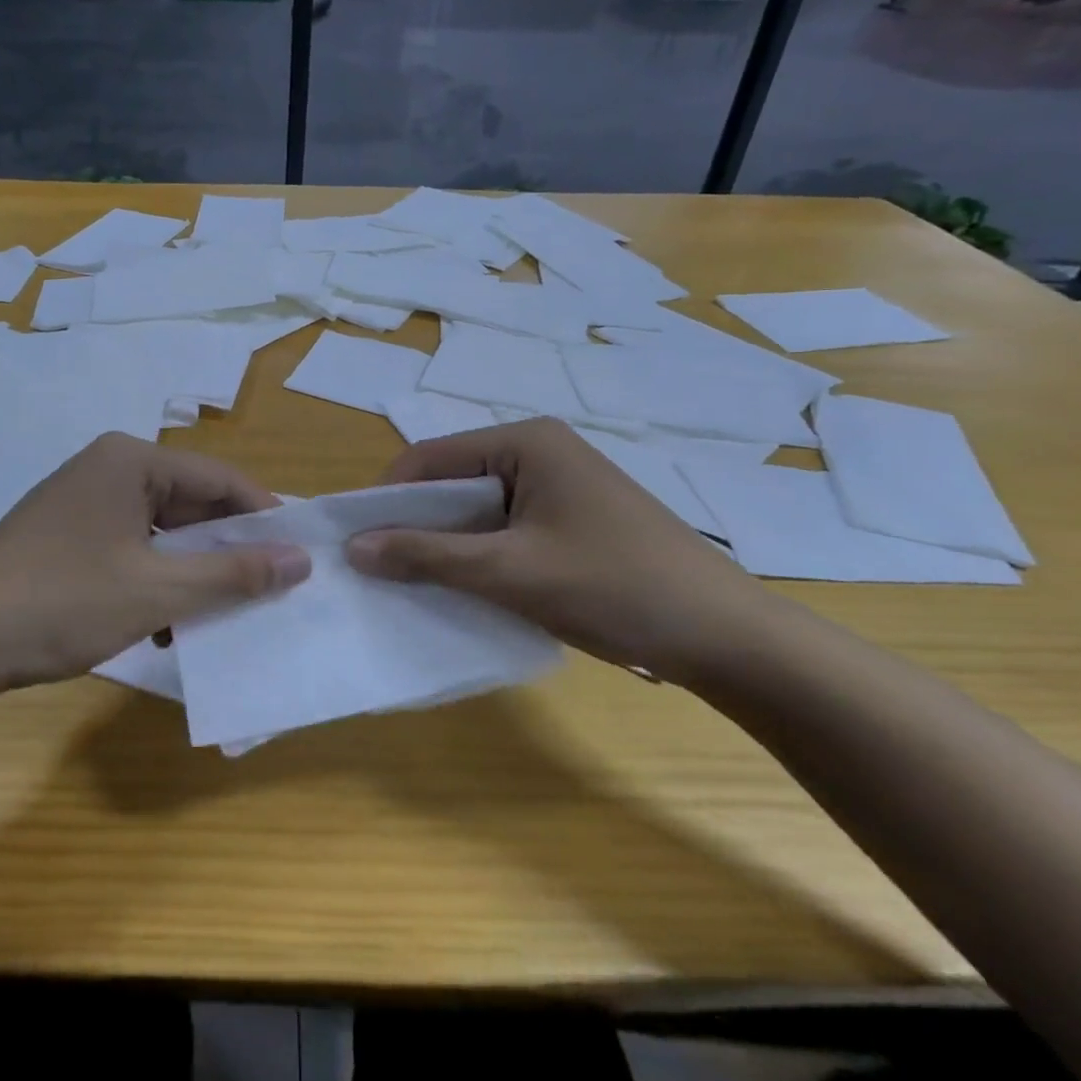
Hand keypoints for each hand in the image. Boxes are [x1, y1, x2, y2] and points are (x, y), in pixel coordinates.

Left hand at [0, 433, 310, 690]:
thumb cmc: (60, 602)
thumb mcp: (157, 591)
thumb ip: (232, 573)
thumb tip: (300, 559)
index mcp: (131, 459)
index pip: (219, 477)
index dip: (263, 515)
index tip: (298, 555)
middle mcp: (108, 467)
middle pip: (190, 502)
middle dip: (226, 548)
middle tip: (268, 589)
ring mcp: (84, 501)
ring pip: (162, 531)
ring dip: (191, 572)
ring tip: (221, 614)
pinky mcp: (68, 534)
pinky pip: (132, 547)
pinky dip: (156, 580)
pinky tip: (167, 624)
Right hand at [345, 420, 775, 684]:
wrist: (728, 638)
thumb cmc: (613, 587)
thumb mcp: (509, 572)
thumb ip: (427, 555)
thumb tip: (353, 548)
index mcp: (526, 442)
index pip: (431, 458)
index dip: (387, 499)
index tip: (357, 544)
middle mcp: (539, 451)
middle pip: (452, 481)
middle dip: (416, 525)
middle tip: (381, 571)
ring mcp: (558, 486)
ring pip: (477, 510)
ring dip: (446, 545)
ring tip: (416, 584)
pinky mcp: (570, 520)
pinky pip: (504, 529)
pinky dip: (479, 556)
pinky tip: (466, 589)